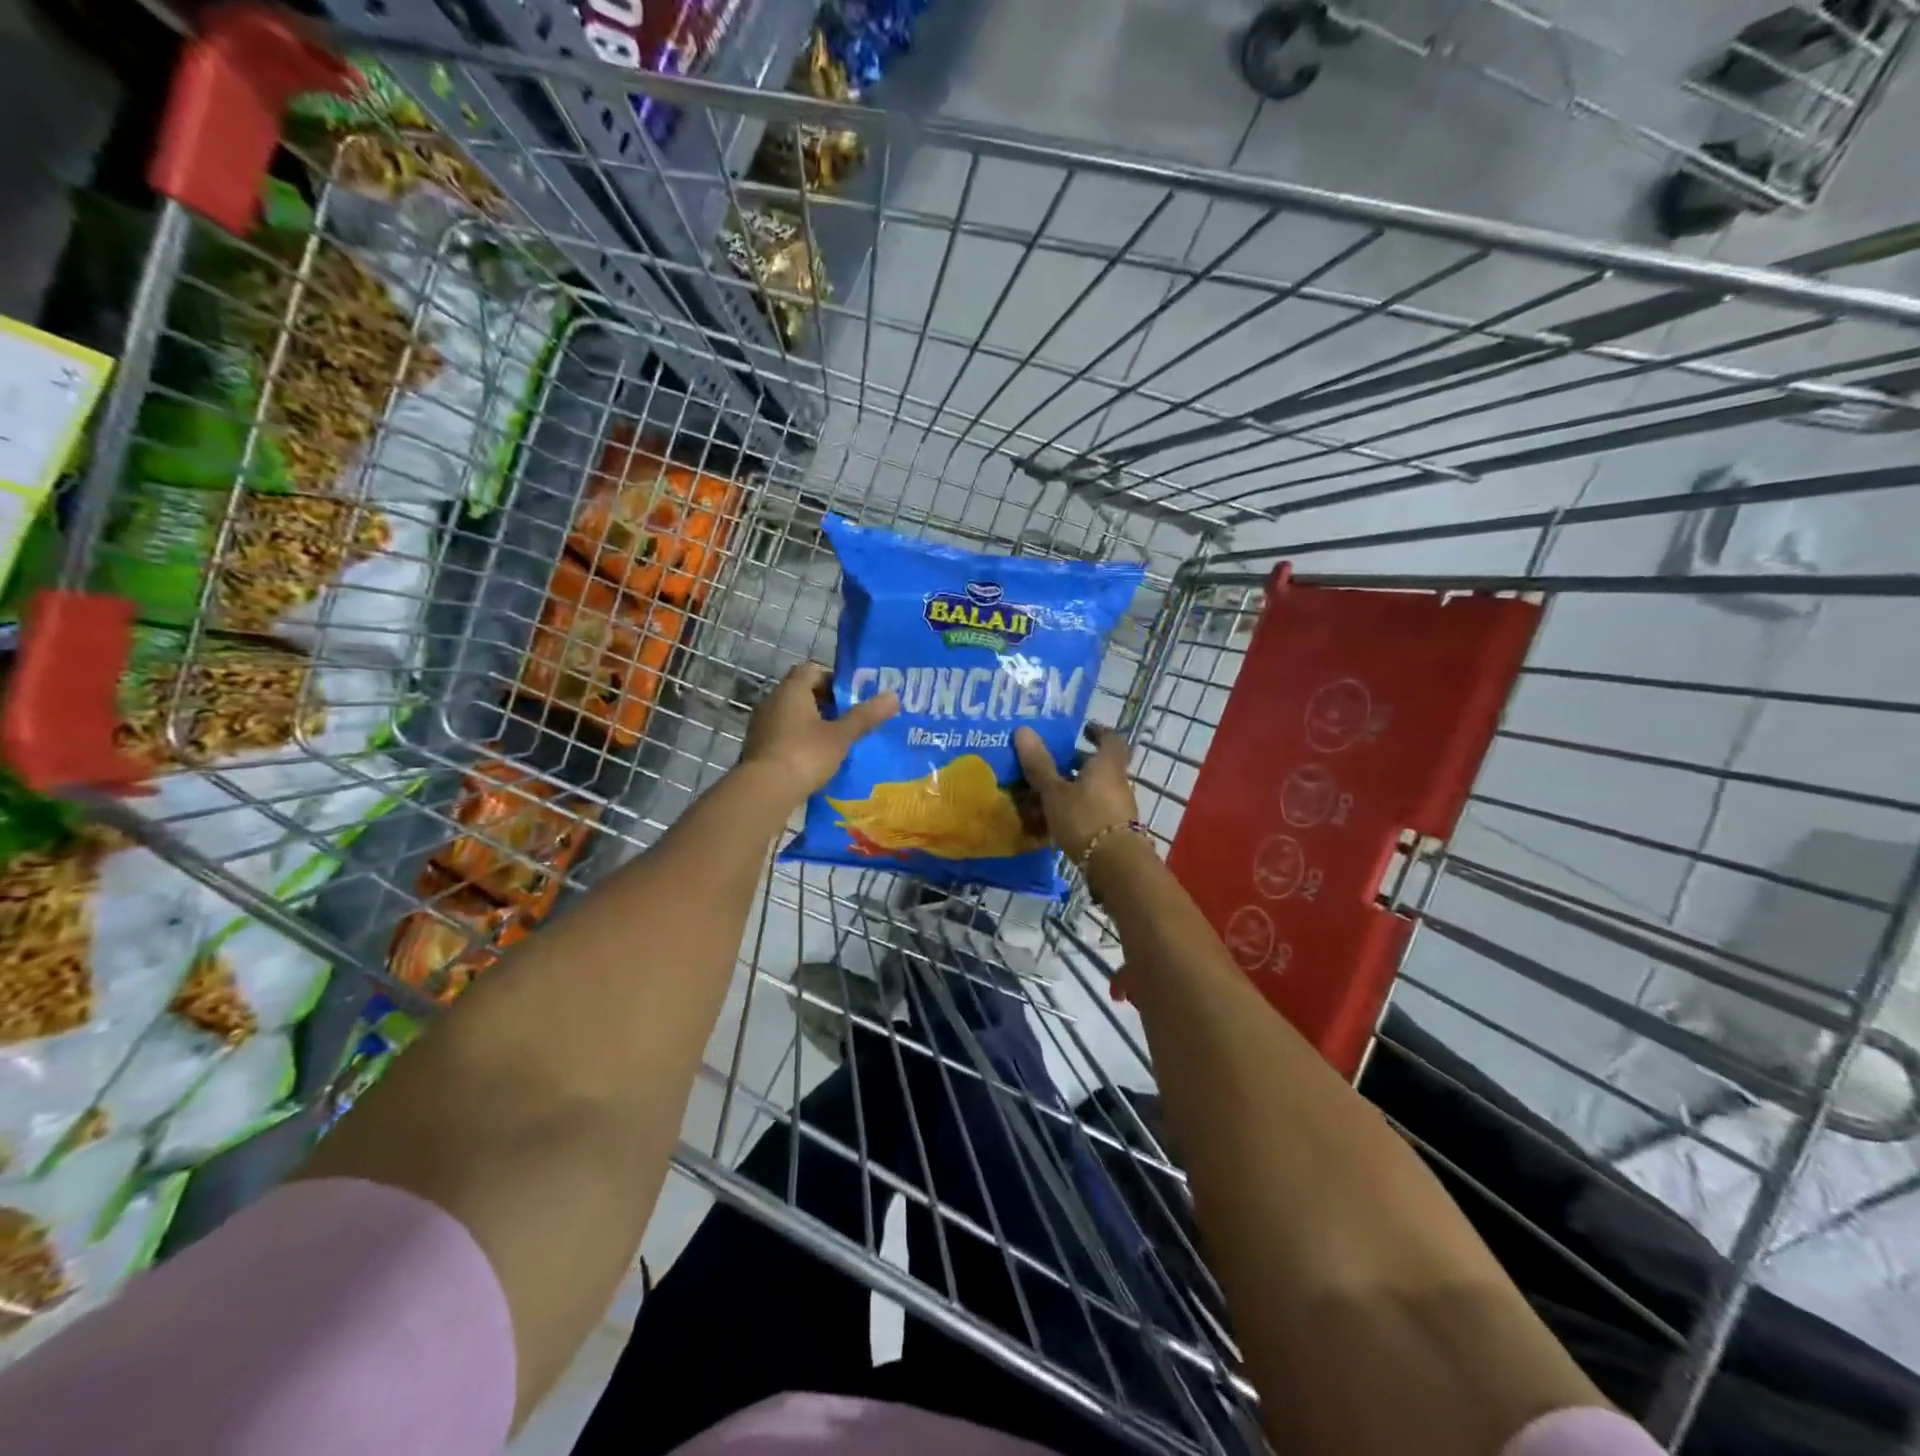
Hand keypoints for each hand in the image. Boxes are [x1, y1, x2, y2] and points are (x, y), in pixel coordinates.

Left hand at [740, 663, 898, 802]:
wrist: (764, 790)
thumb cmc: (805, 754)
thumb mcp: (841, 736)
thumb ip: (865, 716)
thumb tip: (893, 696)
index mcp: (791, 690)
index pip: (811, 670)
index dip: (832, 680)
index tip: (851, 697)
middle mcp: (772, 701)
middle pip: (801, 693)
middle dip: (825, 704)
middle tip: (848, 720)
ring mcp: (761, 725)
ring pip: (791, 715)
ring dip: (811, 724)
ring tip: (835, 741)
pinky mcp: (756, 747)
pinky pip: (782, 735)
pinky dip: (798, 741)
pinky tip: (814, 759)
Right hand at [1013, 724, 1139, 862]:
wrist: (1116, 866)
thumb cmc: (1085, 818)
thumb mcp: (1055, 791)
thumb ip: (1040, 764)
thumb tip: (1023, 729)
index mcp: (1107, 765)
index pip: (1109, 739)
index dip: (1097, 731)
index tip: (1082, 729)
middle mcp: (1117, 782)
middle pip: (1100, 766)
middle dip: (1078, 763)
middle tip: (1053, 762)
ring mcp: (1118, 808)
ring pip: (1094, 790)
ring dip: (1074, 788)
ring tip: (1045, 792)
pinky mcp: (1112, 830)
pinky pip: (1092, 811)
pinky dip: (1076, 810)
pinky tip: (1054, 820)